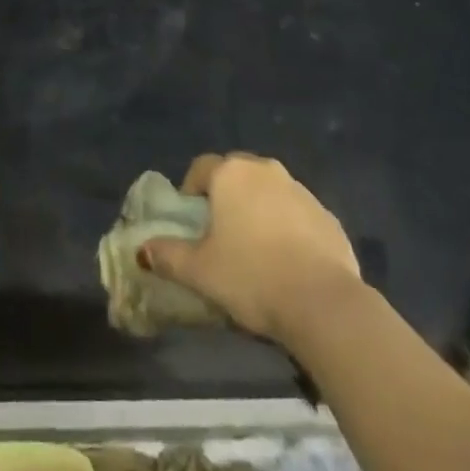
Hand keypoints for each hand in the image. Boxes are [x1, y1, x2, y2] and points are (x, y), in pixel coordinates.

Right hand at [140, 152, 362, 342]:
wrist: (323, 302)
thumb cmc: (252, 277)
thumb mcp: (200, 272)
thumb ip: (168, 256)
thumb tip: (142, 250)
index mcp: (231, 173)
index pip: (201, 167)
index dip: (191, 191)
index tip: (191, 220)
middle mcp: (265, 169)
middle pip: (237, 175)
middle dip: (226, 198)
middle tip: (221, 234)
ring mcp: (300, 190)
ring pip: (269, 193)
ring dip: (259, 211)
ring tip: (256, 252)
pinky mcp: (327, 215)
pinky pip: (298, 215)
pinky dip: (289, 229)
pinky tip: (289, 264)